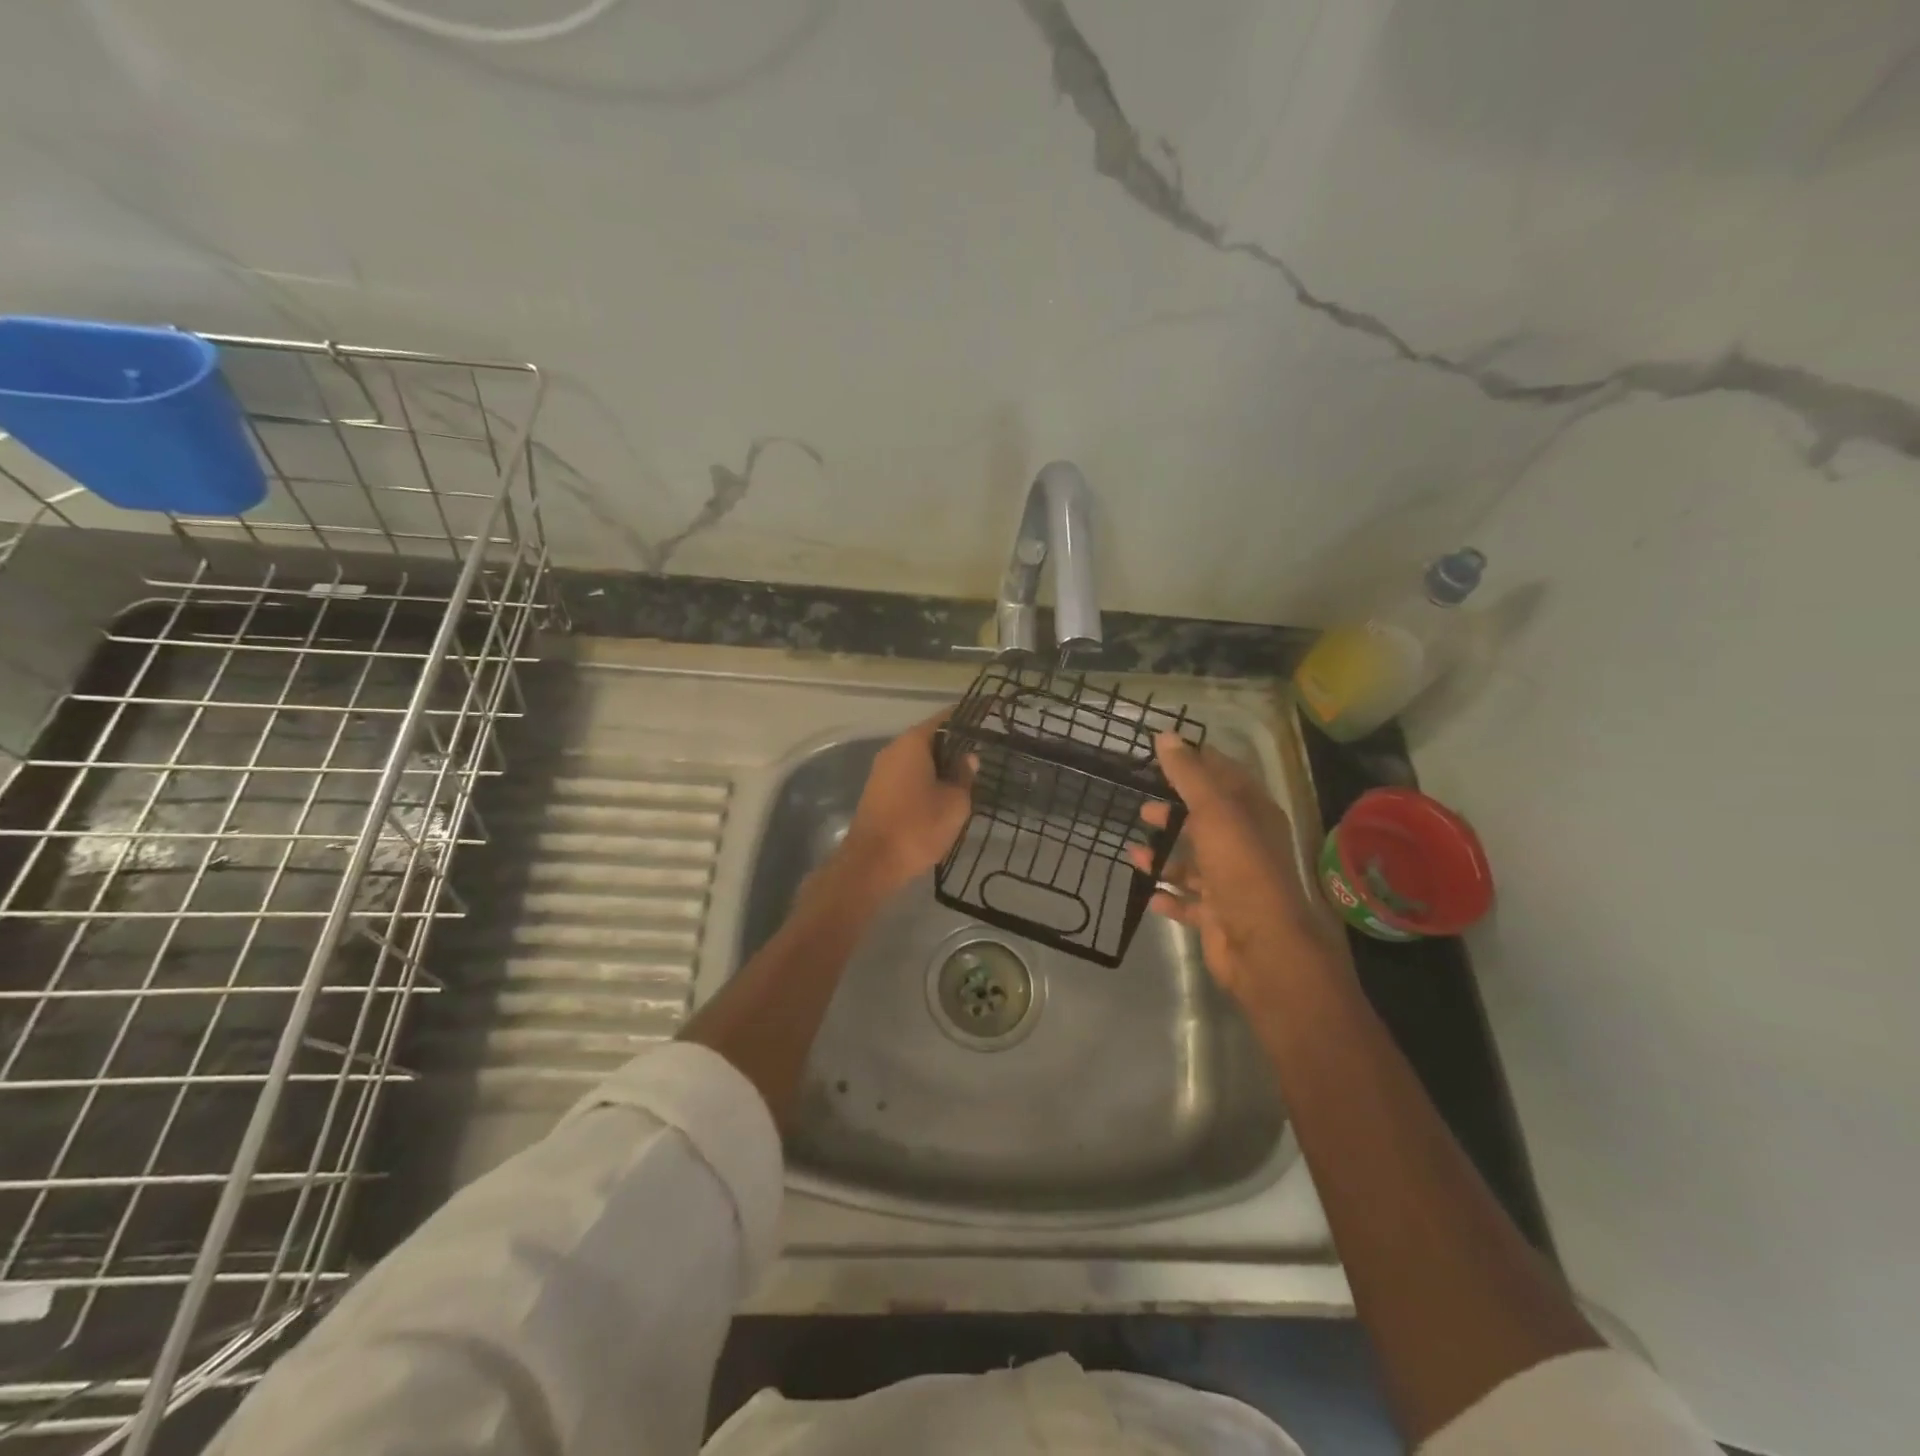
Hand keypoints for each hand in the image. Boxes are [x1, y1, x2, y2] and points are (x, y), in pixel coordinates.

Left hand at [838, 709, 974, 896]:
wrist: (872, 863)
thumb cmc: (918, 827)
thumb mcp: (954, 803)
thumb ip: (964, 776)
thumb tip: (969, 758)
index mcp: (912, 743)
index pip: (945, 719)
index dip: (967, 719)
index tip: (988, 720)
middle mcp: (894, 750)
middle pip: (930, 738)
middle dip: (955, 744)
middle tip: (984, 753)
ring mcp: (882, 771)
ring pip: (919, 759)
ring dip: (941, 765)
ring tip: (969, 776)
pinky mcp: (878, 792)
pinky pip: (908, 775)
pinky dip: (927, 779)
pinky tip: (945, 794)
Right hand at [1131, 733, 1341, 1009]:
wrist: (1262, 945)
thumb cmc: (1240, 867)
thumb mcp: (1213, 811)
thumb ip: (1188, 774)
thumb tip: (1165, 735)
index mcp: (1253, 814)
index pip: (1225, 776)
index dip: (1196, 762)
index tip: (1162, 754)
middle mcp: (1245, 845)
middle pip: (1205, 821)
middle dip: (1173, 813)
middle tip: (1142, 808)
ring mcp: (1231, 882)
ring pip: (1193, 863)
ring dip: (1164, 858)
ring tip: (1133, 853)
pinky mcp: (1217, 915)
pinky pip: (1188, 901)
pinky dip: (1169, 896)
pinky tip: (1148, 892)